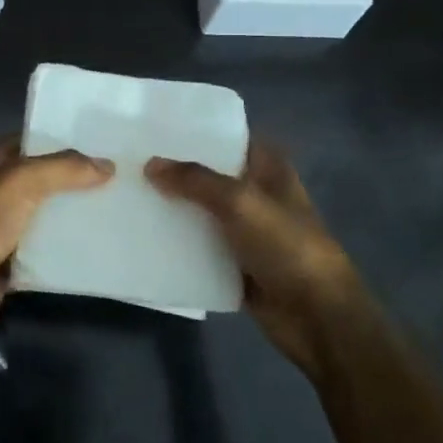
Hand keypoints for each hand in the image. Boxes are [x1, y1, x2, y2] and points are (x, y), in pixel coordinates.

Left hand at [0, 137, 113, 342]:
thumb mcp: (21, 182)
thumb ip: (63, 169)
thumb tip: (107, 165)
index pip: (28, 142)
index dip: (60, 141)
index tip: (99, 145)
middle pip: (39, 181)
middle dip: (72, 182)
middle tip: (117, 179)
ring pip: (42, 217)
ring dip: (70, 217)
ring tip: (114, 211)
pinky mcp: (6, 263)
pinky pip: (42, 251)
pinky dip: (63, 250)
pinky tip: (95, 246)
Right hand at [146, 140, 369, 376]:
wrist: (316, 317)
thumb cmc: (286, 246)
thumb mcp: (240, 202)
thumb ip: (195, 180)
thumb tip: (151, 164)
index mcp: (268, 169)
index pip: (230, 137)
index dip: (198, 131)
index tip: (156, 125)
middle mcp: (256, 195)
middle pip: (210, 175)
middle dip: (176, 170)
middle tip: (130, 159)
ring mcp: (245, 232)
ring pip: (201, 212)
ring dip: (172, 208)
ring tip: (126, 193)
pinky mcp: (234, 265)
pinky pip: (199, 249)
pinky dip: (176, 245)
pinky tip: (142, 236)